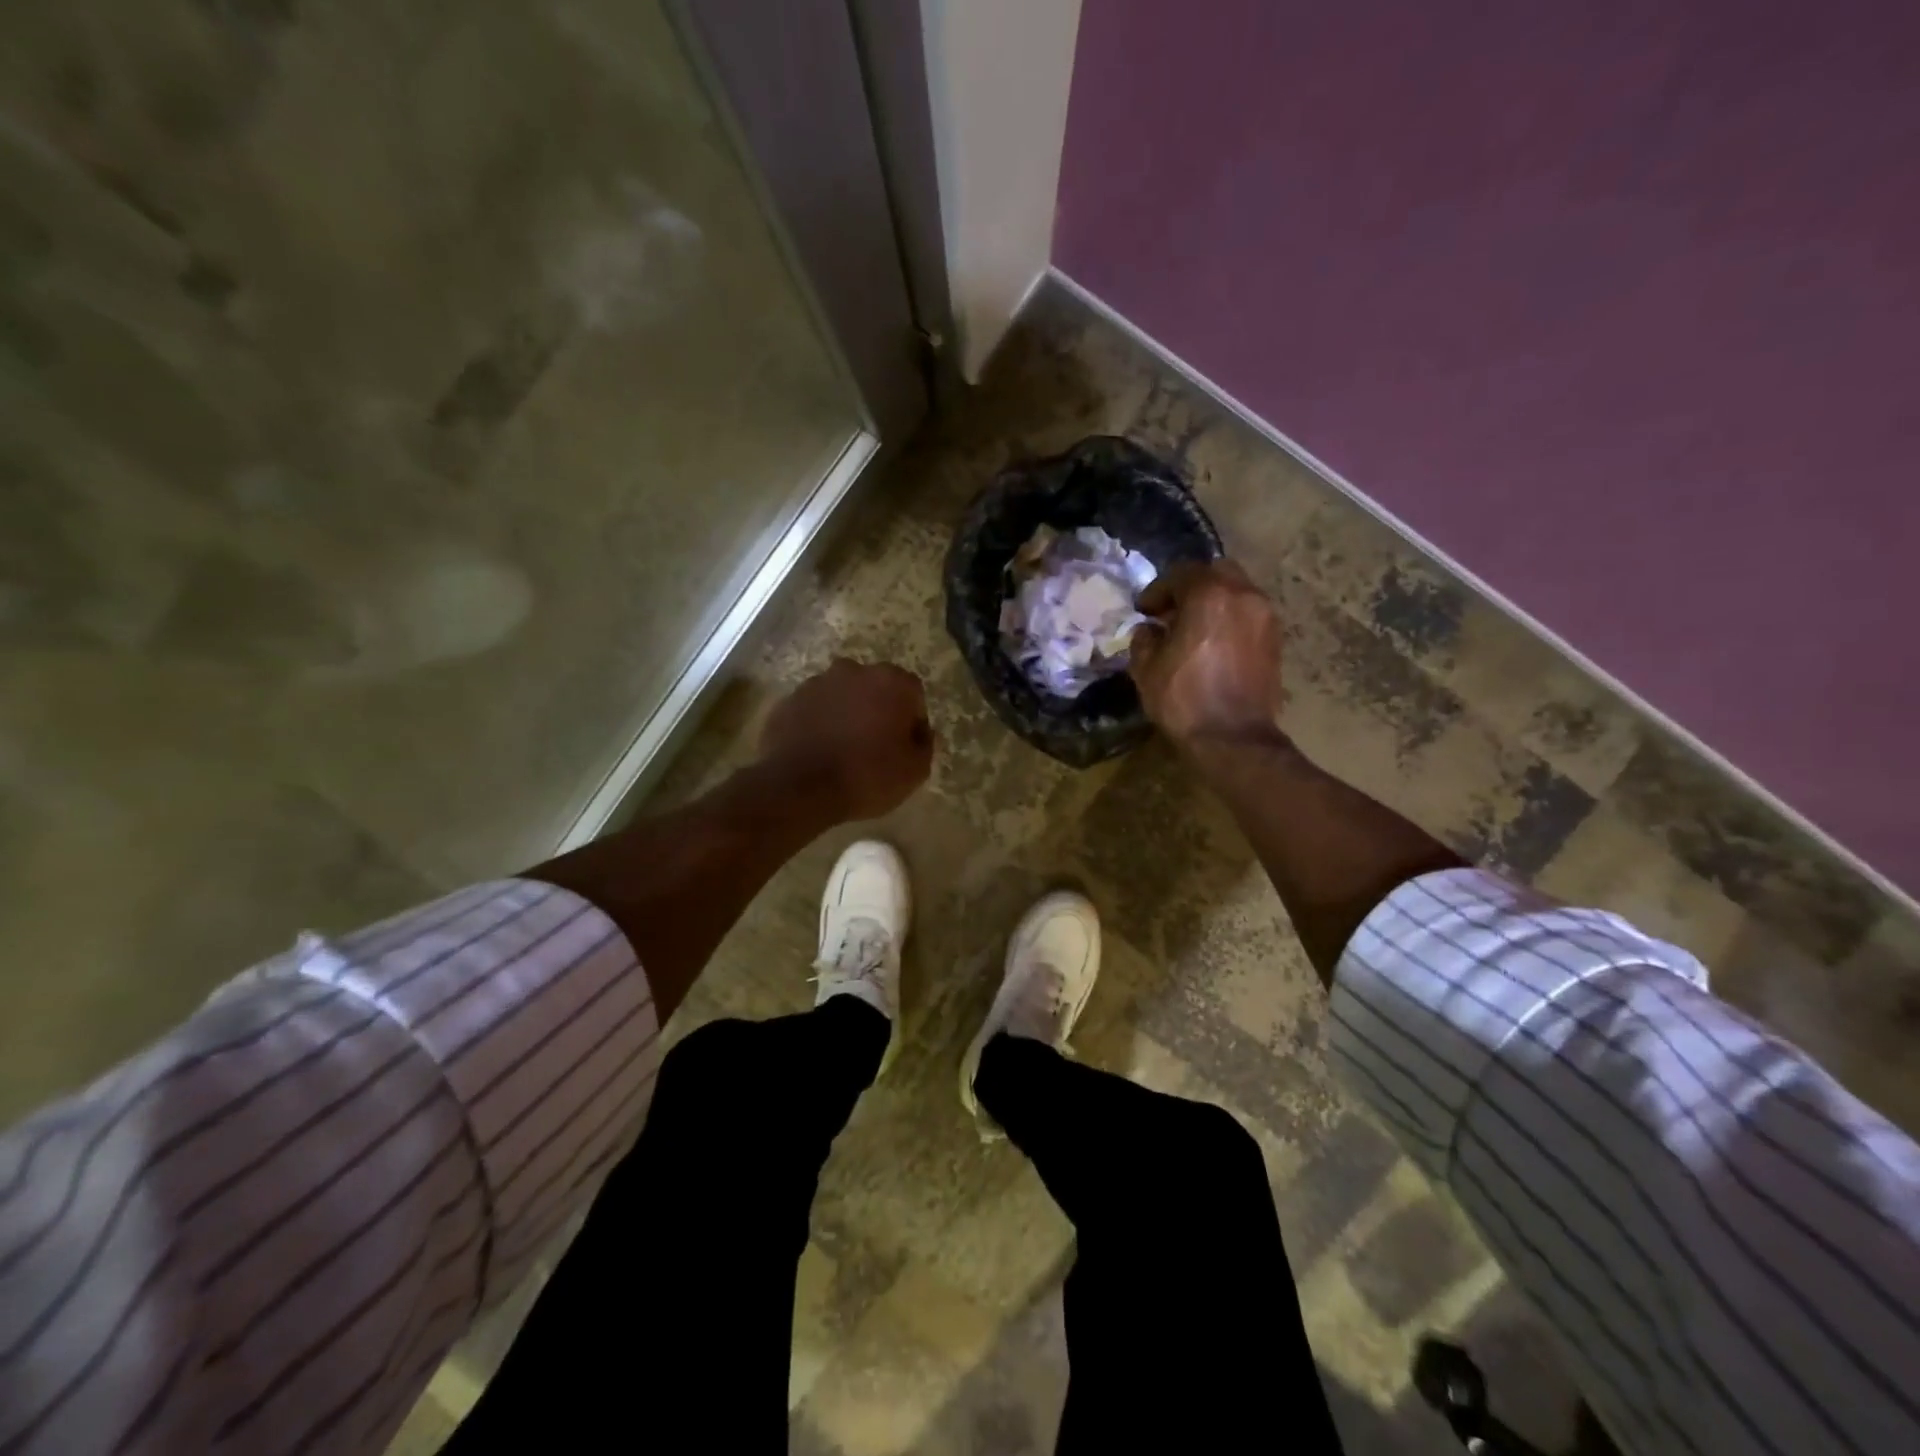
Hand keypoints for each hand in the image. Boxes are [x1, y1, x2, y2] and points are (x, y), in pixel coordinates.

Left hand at [759, 658, 934, 820]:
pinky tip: (819, 751)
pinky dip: (819, 723)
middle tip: (875, 746)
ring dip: (847, 714)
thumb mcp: (915, 770)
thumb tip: (918, 732)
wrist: (800, 788)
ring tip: (843, 749)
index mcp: (891, 681)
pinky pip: (814, 709)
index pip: (913, 694)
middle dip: (878, 710)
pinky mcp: (789, 700)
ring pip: (842, 696)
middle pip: (875, 689)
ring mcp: (817, 683)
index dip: (911, 721)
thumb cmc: (867, 776)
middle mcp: (854, 671)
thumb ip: (924, 744)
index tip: (905, 746)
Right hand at [1130, 560, 1282, 745]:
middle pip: (1216, 572)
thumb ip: (1144, 639)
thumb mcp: (1146, 668)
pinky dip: (1230, 620)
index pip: (1180, 573)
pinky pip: (1249, 615)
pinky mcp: (1275, 640)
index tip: (1144, 611)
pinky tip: (1214, 645)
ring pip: (1237, 592)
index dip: (1157, 590)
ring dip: (1214, 603)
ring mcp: (1265, 617)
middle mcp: (1243, 595)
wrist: (1233, 738)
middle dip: (1192, 587)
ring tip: (1194, 630)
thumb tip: (1150, 630)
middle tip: (1172, 612)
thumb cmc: (1184, 699)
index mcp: (1209, 595)